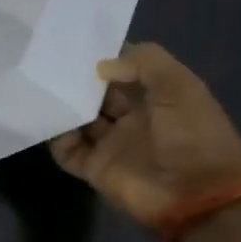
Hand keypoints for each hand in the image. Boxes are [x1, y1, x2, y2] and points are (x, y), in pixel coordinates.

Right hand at [49, 43, 240, 227]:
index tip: (76, 43)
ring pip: (79, 119)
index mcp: (157, 98)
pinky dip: (56, 137)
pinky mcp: (96, 168)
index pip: (124, 70)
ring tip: (43, 88)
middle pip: (97, 94)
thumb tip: (100, 68)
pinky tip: (51, 121)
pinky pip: (67, 150)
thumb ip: (144, 63)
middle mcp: (133, 119)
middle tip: (50, 63)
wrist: (197, 197)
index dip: (105, 56)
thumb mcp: (180, 87)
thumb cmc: (194, 136)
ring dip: (64, 106)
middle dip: (78, 81)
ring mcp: (112, 144)